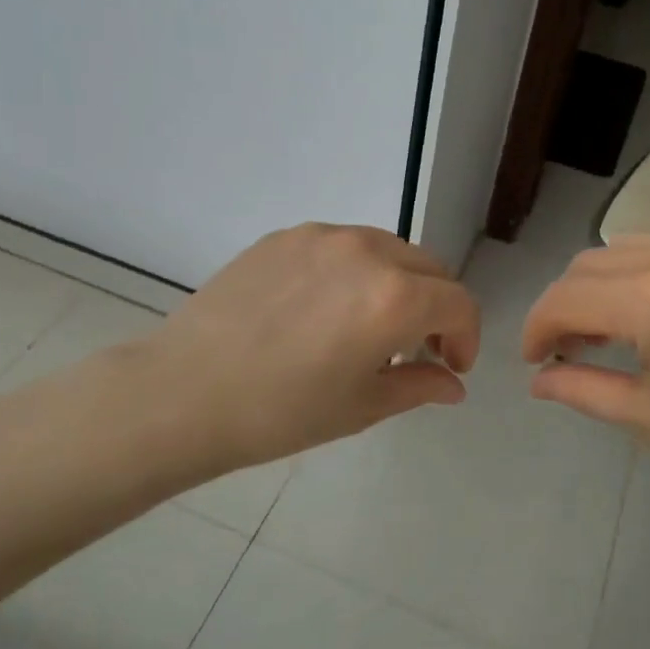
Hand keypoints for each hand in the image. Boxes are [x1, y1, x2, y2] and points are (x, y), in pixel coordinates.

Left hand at [138, 223, 479, 475]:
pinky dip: (355, 272)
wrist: (183, 393)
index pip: (457, 302)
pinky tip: (323, 310)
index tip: (450, 365)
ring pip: (387, 250)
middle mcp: (366, 251)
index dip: (466, 336)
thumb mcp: (361, 406)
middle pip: (428, 268)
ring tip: (368, 327)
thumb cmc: (280, 412)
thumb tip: (454, 384)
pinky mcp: (285, 236)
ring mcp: (321, 237)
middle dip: (436, 307)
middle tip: (416, 349)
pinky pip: (341, 246)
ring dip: (398, 284)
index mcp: (393, 297)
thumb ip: (420, 385)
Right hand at [522, 235, 649, 518]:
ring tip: (606, 333)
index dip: (536, 328)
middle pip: (587, 265)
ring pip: (623, 250)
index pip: (565, 298)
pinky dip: (638, 274)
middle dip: (563, 306)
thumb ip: (583, 390)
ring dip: (598, 286)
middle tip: (565, 352)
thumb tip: (538, 380)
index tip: (534, 362)